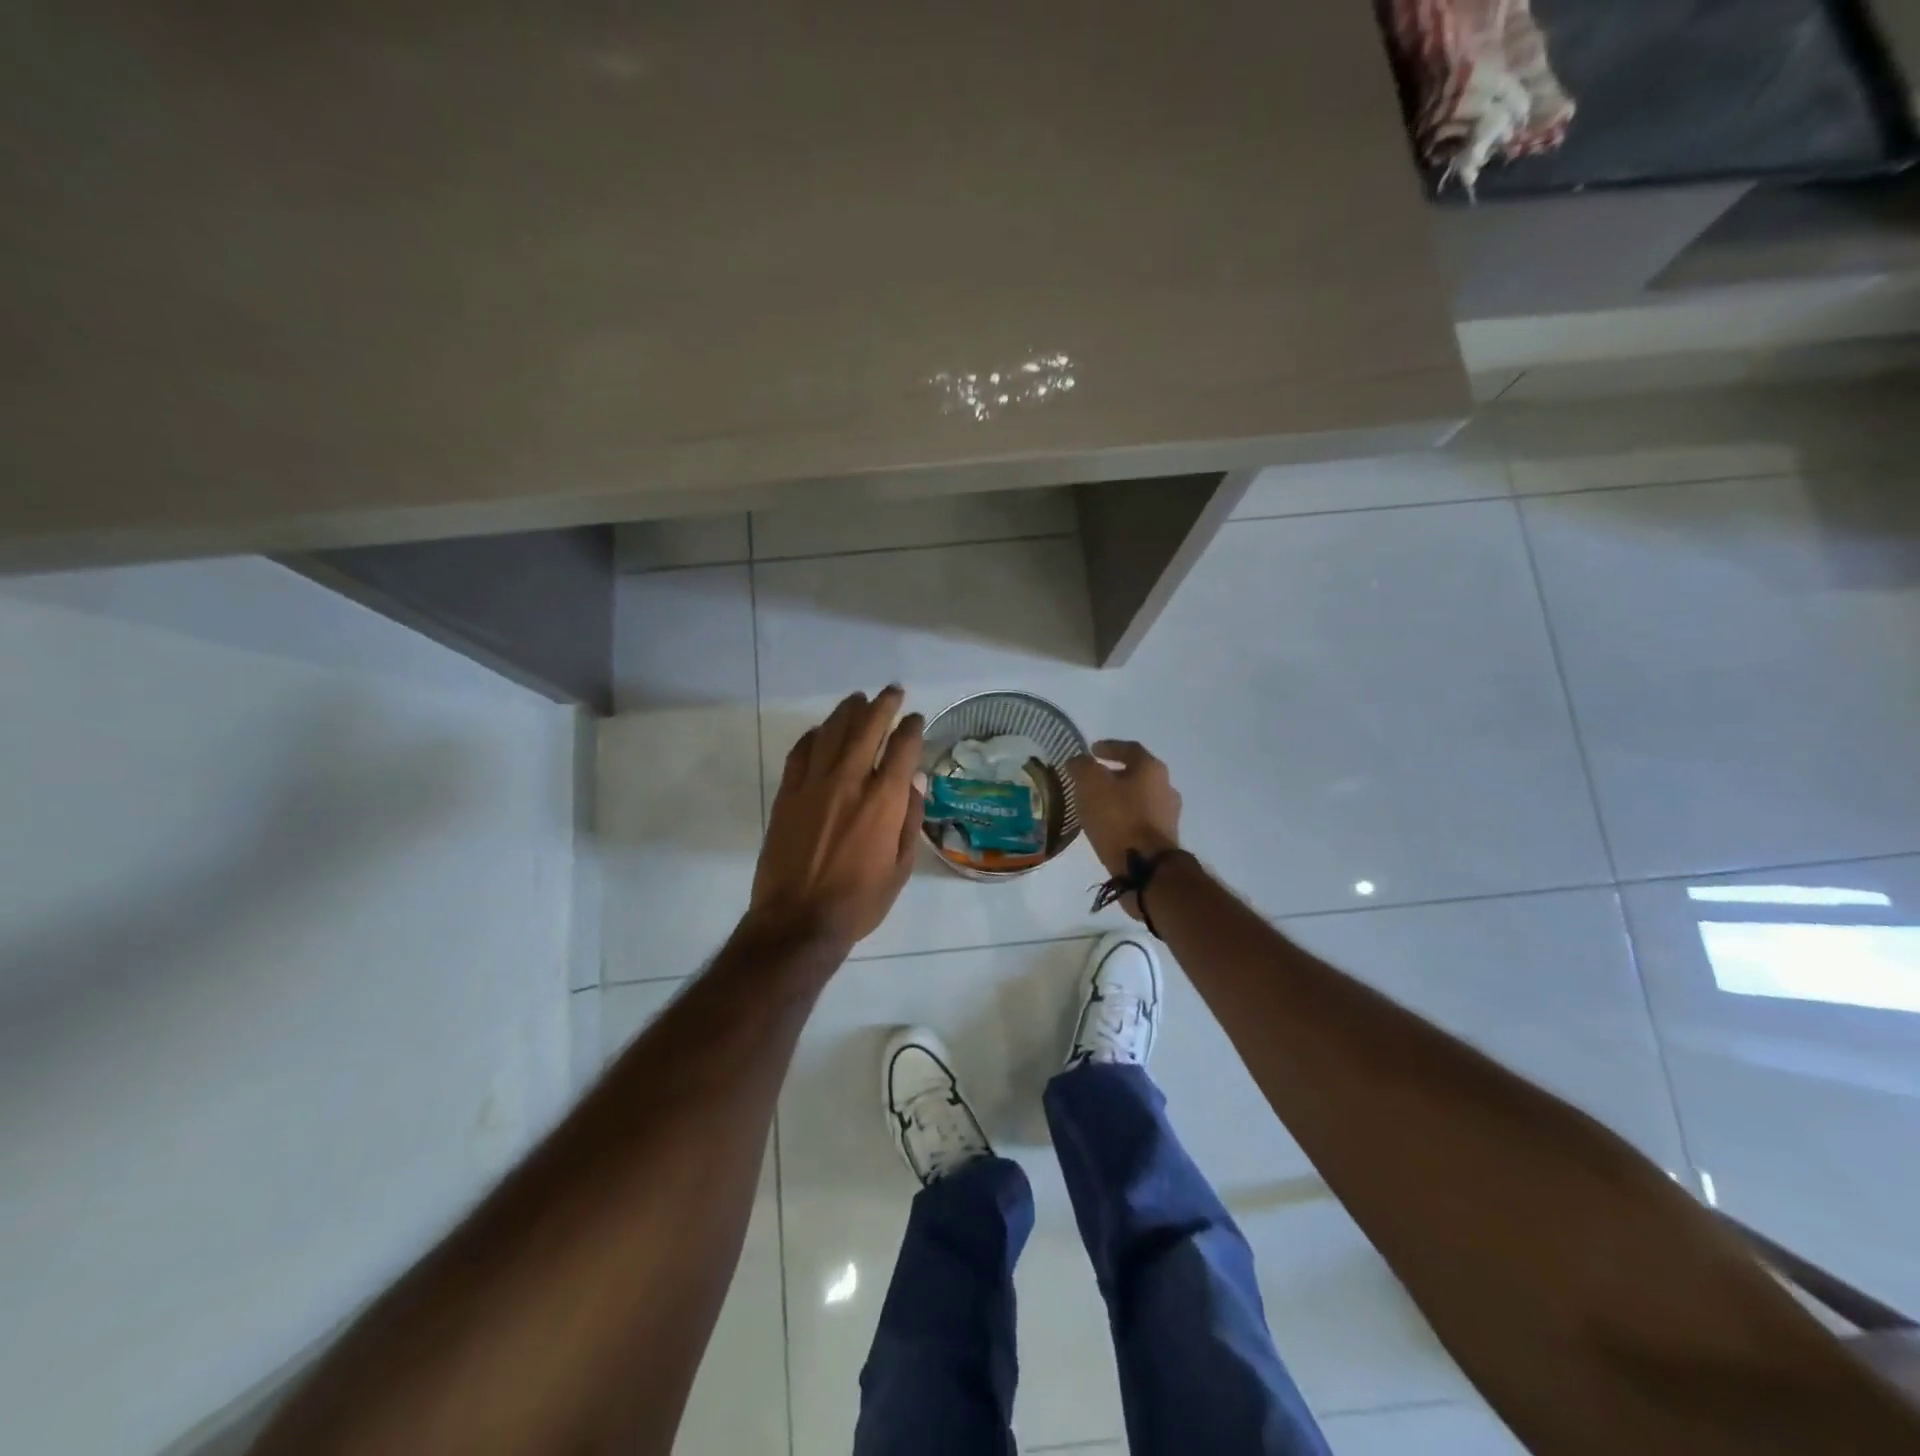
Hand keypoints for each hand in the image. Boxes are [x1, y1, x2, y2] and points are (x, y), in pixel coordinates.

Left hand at [749, 687, 925, 950]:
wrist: (798, 921)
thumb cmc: (858, 901)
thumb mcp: (900, 867)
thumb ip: (908, 820)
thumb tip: (913, 781)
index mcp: (883, 801)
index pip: (902, 749)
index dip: (912, 728)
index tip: (916, 718)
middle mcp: (849, 782)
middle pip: (867, 728)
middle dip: (883, 705)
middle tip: (891, 692)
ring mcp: (813, 786)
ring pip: (831, 733)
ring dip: (847, 711)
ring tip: (858, 699)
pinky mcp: (787, 795)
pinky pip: (799, 754)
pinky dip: (812, 737)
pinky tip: (820, 731)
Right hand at [1063, 740, 1182, 918]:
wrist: (1146, 868)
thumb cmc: (1118, 818)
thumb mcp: (1091, 784)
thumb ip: (1082, 767)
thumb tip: (1078, 762)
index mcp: (1151, 769)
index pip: (1130, 749)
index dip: (1109, 747)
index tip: (1092, 751)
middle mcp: (1166, 787)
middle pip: (1137, 774)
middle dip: (1114, 775)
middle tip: (1092, 780)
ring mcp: (1168, 815)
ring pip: (1140, 798)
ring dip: (1120, 798)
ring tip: (1097, 806)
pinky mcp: (1164, 839)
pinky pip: (1140, 820)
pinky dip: (1124, 818)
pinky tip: (1108, 827)